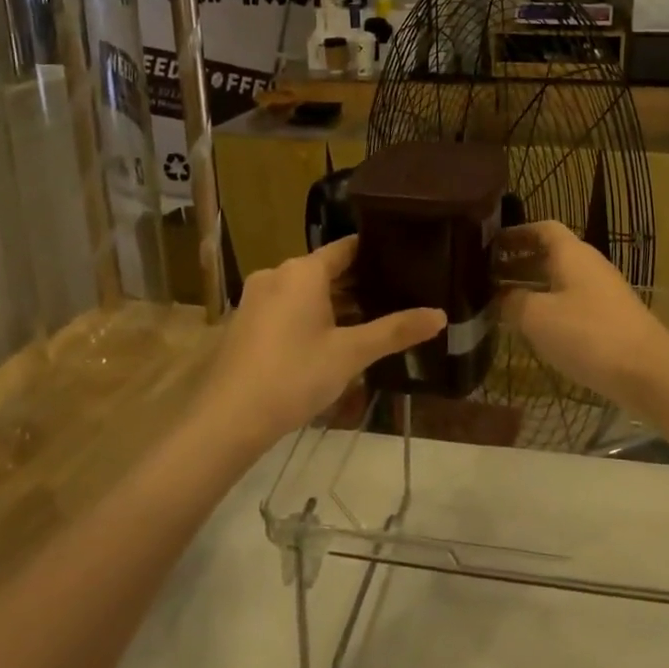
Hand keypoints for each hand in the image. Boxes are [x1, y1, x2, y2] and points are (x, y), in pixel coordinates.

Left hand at [196, 237, 445, 447]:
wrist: (227, 419)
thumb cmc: (294, 375)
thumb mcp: (351, 354)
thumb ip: (395, 331)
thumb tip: (441, 315)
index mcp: (303, 271)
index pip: (347, 248)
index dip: (376, 252)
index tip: (405, 259)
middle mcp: (277, 275)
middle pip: (326, 270)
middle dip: (359, 284)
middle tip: (397, 295)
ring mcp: (256, 298)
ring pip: (306, 292)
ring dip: (335, 304)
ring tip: (371, 320)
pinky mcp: (246, 323)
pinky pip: (287, 308)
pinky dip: (311, 316)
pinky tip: (331, 340)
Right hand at [497, 221, 668, 407]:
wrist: (648, 372)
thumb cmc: (587, 334)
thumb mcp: (537, 317)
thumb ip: (512, 302)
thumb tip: (499, 297)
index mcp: (572, 254)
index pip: (542, 228)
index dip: (516, 233)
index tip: (490, 244)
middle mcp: (589, 265)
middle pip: (550, 255)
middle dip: (518, 263)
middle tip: (487, 277)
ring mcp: (602, 293)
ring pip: (560, 281)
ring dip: (532, 288)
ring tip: (502, 304)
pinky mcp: (610, 319)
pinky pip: (572, 303)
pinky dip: (549, 308)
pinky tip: (534, 329)